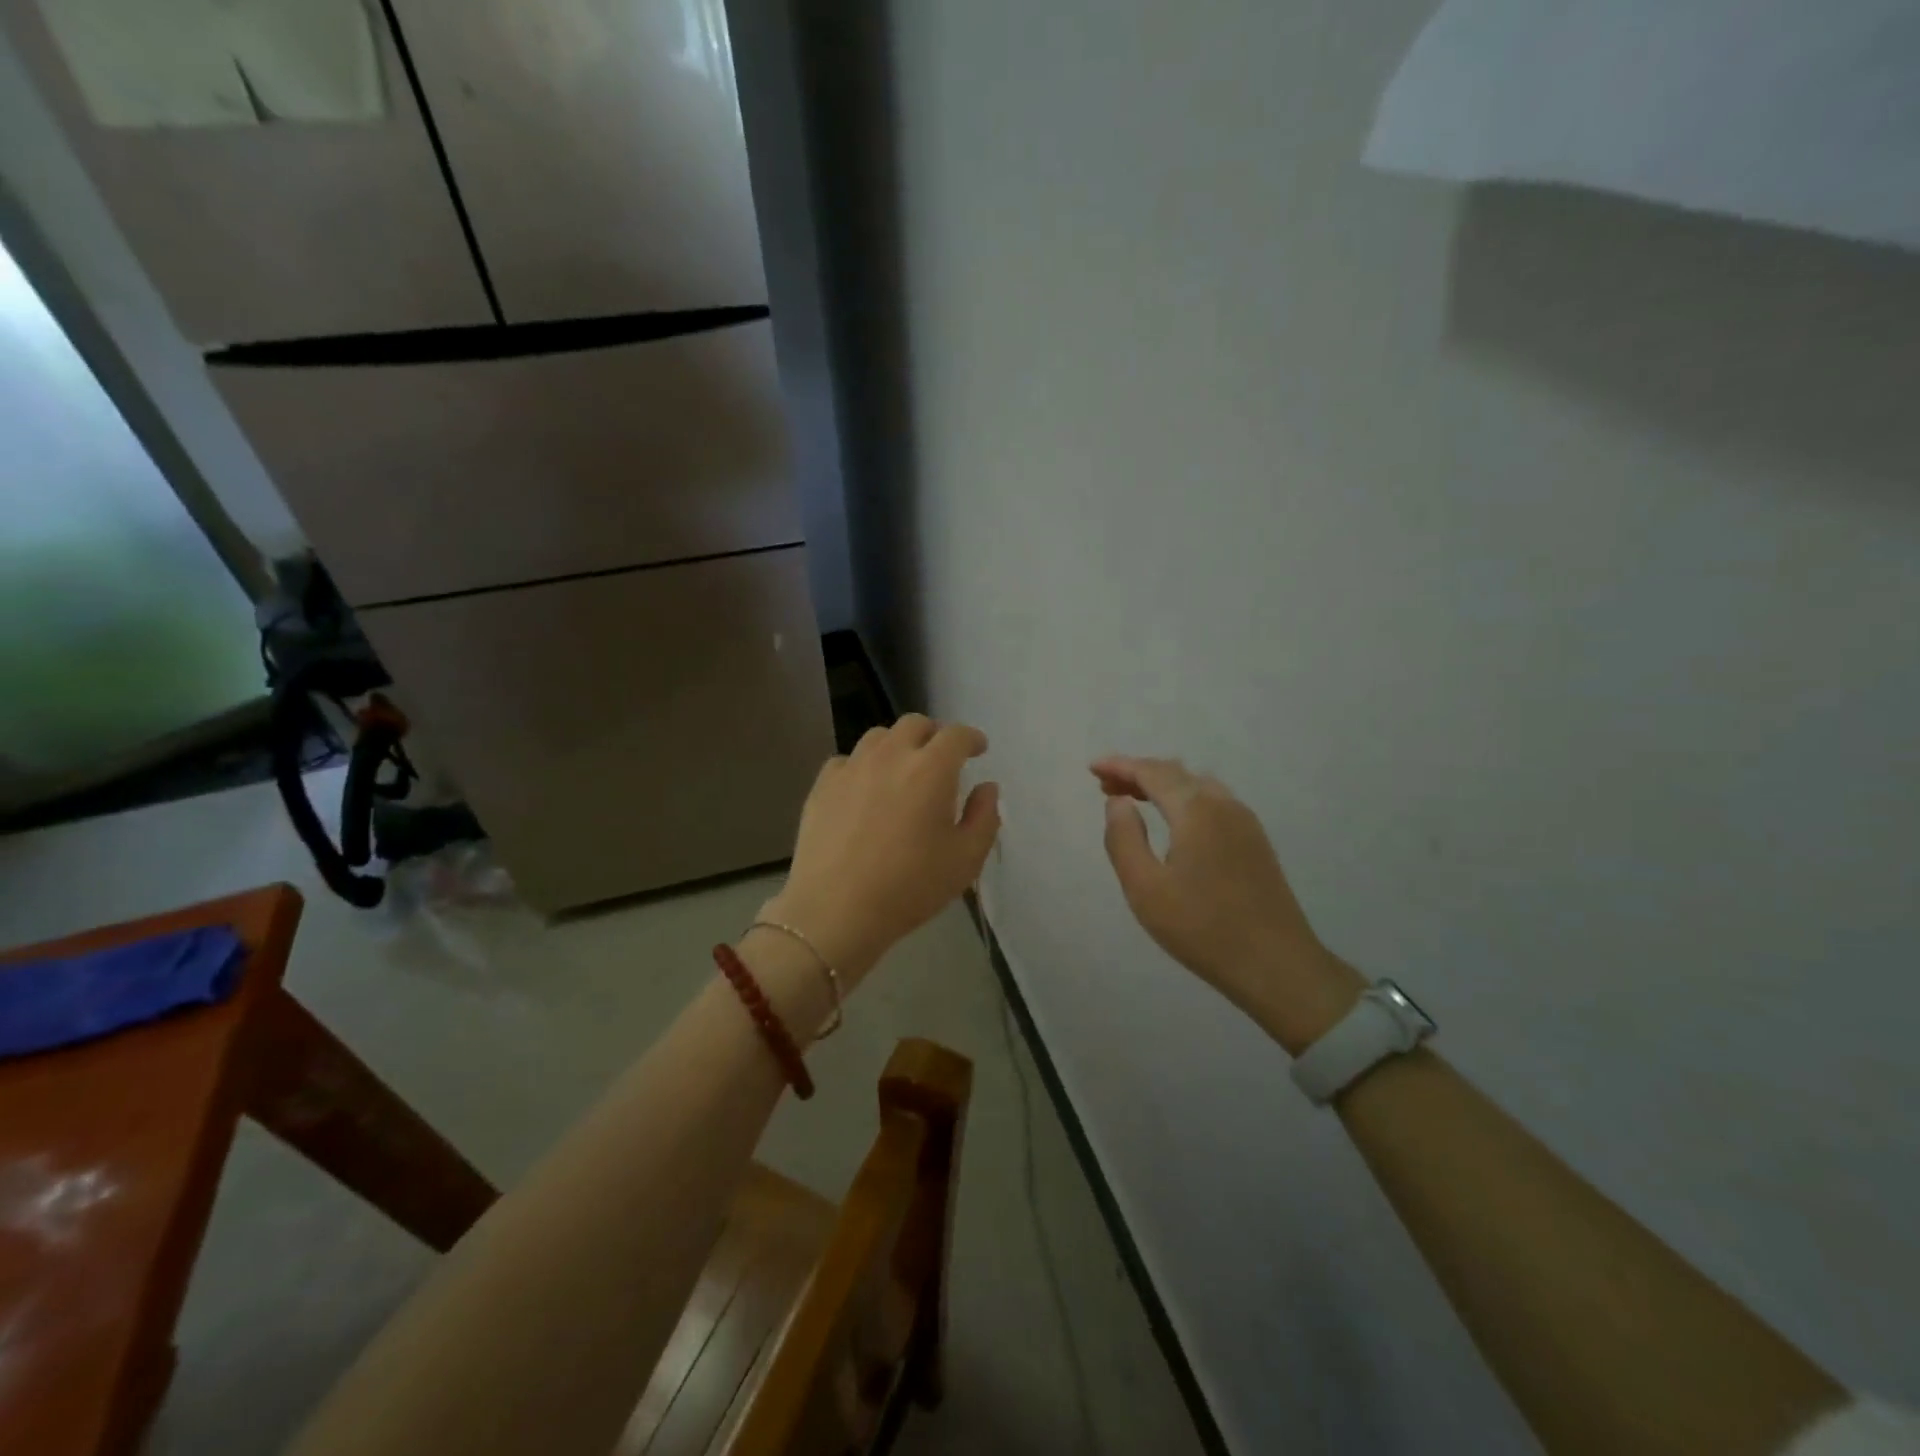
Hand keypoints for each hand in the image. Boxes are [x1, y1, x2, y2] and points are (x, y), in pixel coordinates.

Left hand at [767, 715, 999, 984]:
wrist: (836, 910)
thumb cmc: (910, 887)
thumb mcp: (965, 860)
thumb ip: (984, 817)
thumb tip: (986, 788)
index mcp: (931, 769)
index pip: (956, 735)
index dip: (971, 739)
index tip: (978, 749)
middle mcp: (891, 755)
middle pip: (915, 725)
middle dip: (934, 735)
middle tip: (941, 758)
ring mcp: (852, 767)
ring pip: (878, 737)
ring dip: (897, 746)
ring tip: (902, 771)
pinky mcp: (822, 785)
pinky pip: (847, 761)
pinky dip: (863, 766)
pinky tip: (865, 790)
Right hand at [1093, 755, 1362, 1053]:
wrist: (1277, 964)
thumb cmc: (1202, 928)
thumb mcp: (1145, 888)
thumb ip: (1124, 839)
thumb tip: (1118, 802)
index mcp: (1196, 810)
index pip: (1152, 772)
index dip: (1120, 766)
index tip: (1092, 768)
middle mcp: (1223, 804)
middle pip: (1175, 773)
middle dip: (1138, 773)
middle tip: (1105, 785)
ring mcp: (1245, 821)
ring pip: (1196, 785)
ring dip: (1162, 785)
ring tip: (1133, 799)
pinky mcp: (1255, 840)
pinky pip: (1212, 802)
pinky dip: (1184, 798)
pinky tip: (1173, 820)